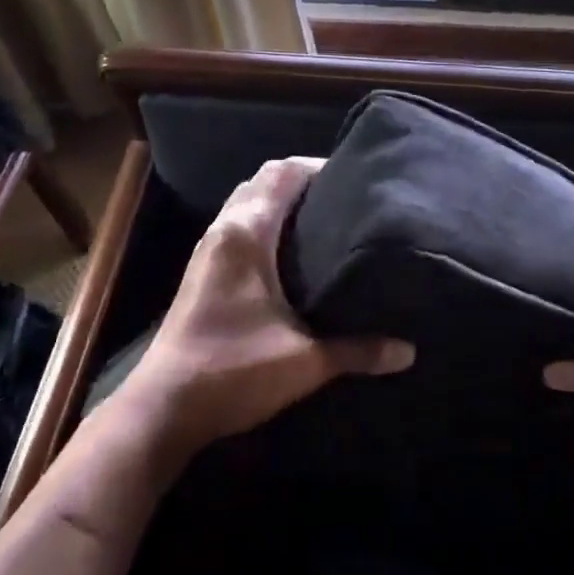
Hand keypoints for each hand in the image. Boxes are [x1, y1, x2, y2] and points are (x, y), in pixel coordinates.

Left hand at [128, 157, 414, 454]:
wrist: (164, 409)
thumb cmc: (233, 372)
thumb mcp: (306, 362)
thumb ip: (359, 351)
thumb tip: (409, 350)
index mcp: (246, 234)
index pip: (283, 174)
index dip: (319, 166)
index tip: (357, 176)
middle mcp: (224, 230)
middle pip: (263, 181)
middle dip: (303, 181)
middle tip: (347, 197)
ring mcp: (208, 250)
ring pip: (246, 202)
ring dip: (280, 201)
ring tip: (325, 219)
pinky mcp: (202, 271)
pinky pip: (237, 225)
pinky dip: (265, 222)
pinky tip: (291, 251)